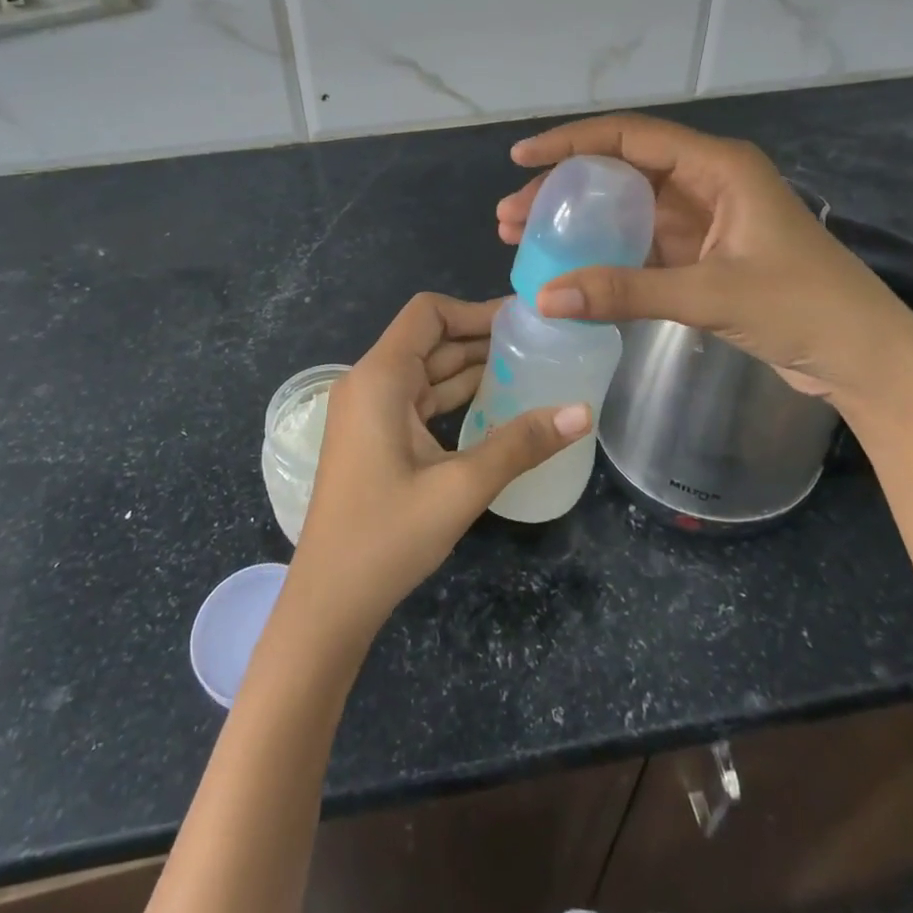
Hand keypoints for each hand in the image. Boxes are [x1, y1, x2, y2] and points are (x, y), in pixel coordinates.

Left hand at [287, 293, 589, 645]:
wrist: (328, 603)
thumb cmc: (387, 537)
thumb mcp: (461, 488)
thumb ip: (521, 445)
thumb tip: (583, 412)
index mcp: (379, 378)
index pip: (427, 314)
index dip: (475, 310)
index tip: (523, 321)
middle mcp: (369, 383)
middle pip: (429, 340)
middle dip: (481, 338)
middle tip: (539, 344)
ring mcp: (368, 412)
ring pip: (426, 372)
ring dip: (471, 368)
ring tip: (529, 369)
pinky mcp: (374, 437)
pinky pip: (418, 401)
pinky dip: (454, 398)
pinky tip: (496, 407)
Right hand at [497, 114, 912, 402]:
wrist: (865, 358)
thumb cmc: (803, 309)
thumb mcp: (709, 294)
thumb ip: (625, 292)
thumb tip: (544, 298)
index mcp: (718, 167)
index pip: (631, 137)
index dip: (572, 142)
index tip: (521, 160)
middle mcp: (708, 182)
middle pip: (620, 171)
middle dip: (563, 188)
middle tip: (511, 215)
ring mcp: (706, 220)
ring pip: (627, 208)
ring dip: (579, 221)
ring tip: (523, 238)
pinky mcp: (704, 255)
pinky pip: (642, 242)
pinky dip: (605, 252)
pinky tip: (570, 267)